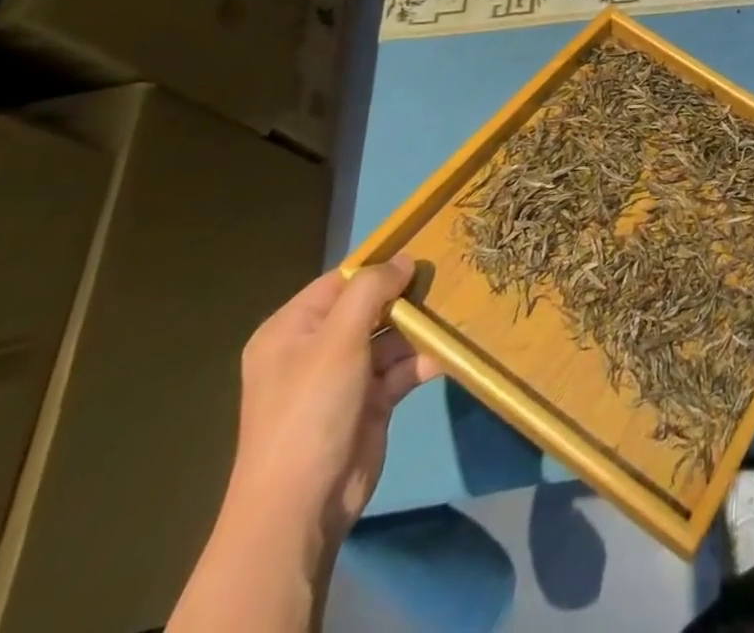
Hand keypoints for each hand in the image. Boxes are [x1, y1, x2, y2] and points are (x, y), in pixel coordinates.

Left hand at [226, 256, 441, 552]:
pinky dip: (424, 357)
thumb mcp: (338, 339)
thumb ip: (371, 290)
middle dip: (408, 294)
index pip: (341, 281)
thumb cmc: (310, 409)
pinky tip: (453, 346)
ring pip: (392, 335)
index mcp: (292, 330)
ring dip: (422, 326)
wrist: (301, 507)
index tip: (425, 247)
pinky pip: (402, 367)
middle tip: (452, 272)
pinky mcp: (371, 401)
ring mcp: (345, 376)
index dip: (380, 265)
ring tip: (460, 305)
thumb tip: (405, 258)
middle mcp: (317, 348)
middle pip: (371, 306)